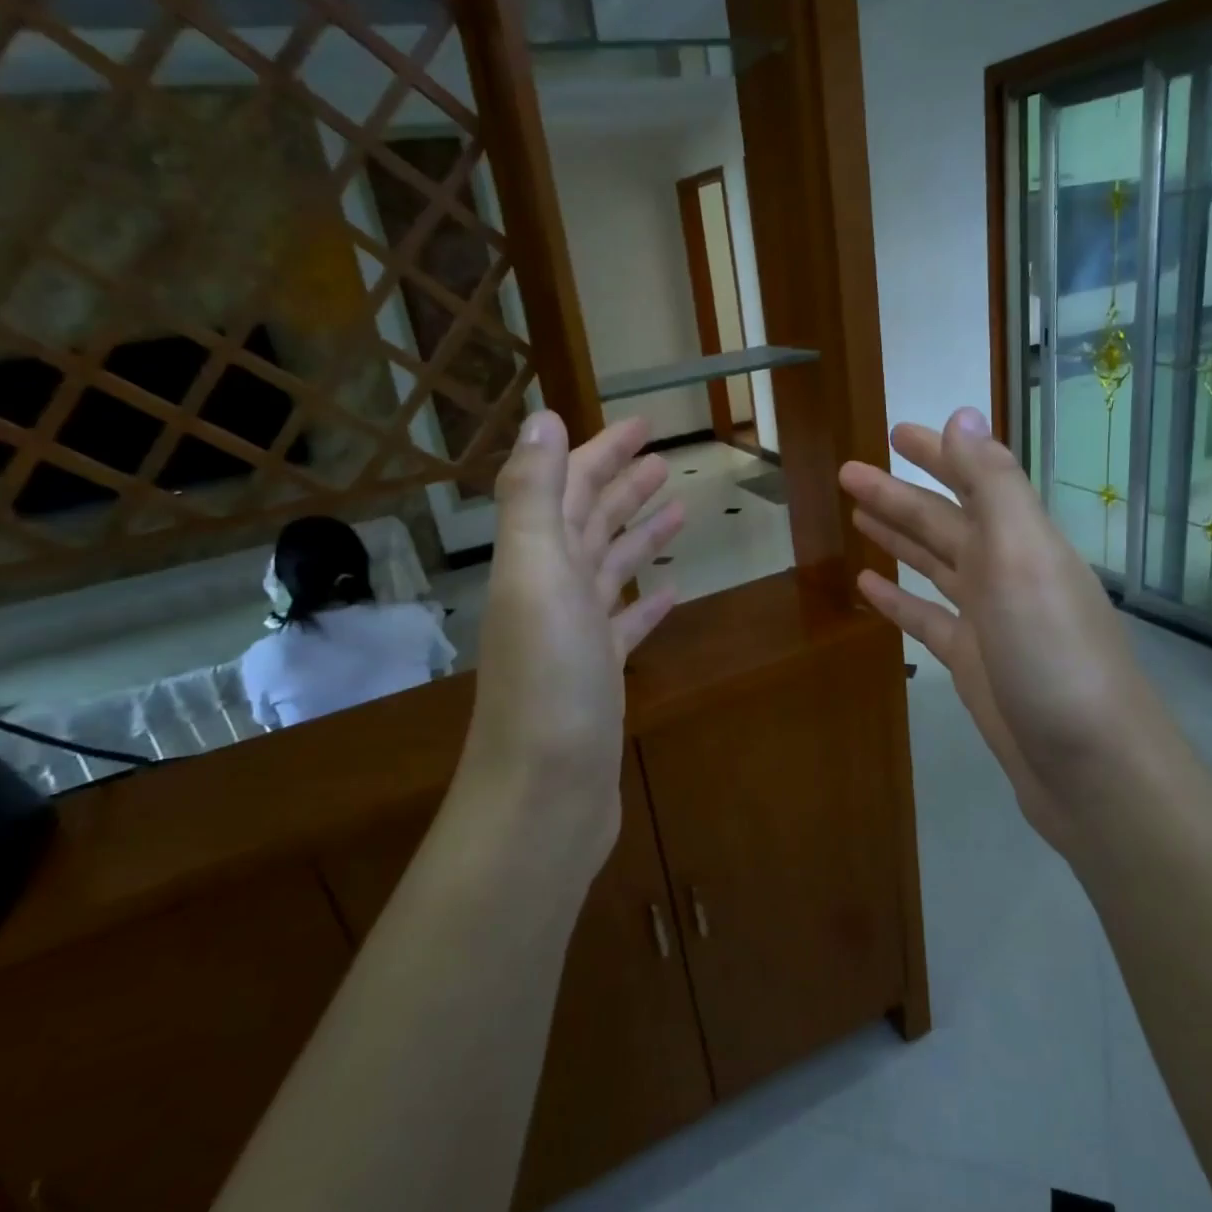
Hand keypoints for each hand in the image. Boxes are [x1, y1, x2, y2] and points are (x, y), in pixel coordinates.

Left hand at [458, 411, 683, 867]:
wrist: (545, 793)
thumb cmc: (548, 681)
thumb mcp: (536, 575)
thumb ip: (533, 496)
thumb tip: (542, 418)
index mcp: (536, 560)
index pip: (569, 487)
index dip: (602, 451)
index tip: (644, 424)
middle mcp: (551, 590)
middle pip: (589, 522)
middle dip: (622, 484)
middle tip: (664, 458)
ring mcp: (576, 634)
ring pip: (610, 568)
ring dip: (638, 534)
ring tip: (678, 507)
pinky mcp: (600, 673)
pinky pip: (626, 623)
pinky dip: (646, 601)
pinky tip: (673, 591)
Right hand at [839, 408, 1160, 850]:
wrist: (1089, 766)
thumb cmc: (1054, 655)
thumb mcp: (1025, 559)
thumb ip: (993, 486)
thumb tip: (962, 414)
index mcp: (1021, 541)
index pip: (974, 479)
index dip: (937, 453)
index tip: (894, 433)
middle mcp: (1006, 572)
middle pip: (943, 522)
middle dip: (898, 495)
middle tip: (849, 474)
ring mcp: (989, 620)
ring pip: (934, 565)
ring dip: (898, 538)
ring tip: (856, 516)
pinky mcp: (972, 662)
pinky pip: (927, 618)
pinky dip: (899, 598)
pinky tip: (869, 585)